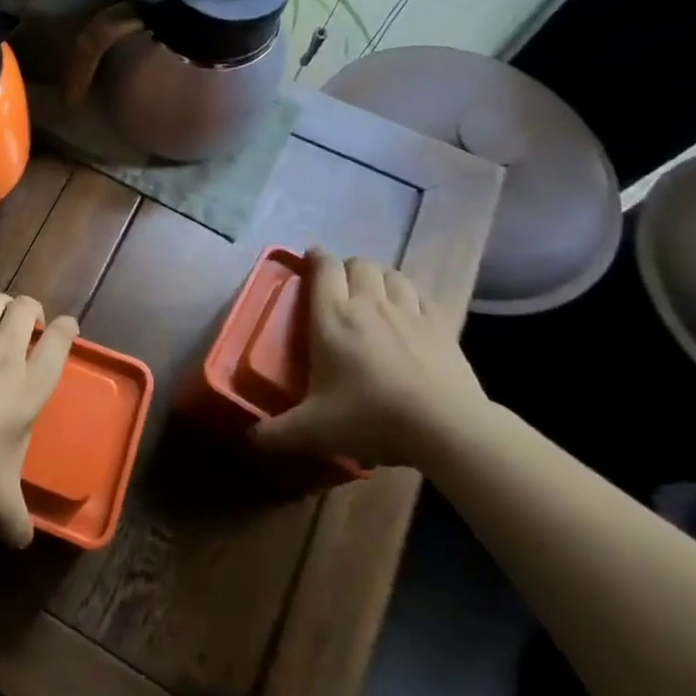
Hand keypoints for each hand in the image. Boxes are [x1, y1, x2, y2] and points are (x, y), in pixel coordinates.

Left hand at [0, 293, 78, 546]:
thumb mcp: (0, 503)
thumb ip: (17, 520)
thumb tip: (23, 543)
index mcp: (31, 388)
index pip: (58, 344)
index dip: (66, 329)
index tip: (68, 326)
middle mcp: (6, 356)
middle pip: (26, 309)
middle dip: (32, 309)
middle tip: (30, 322)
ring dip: (2, 303)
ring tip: (1, 313)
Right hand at [251, 248, 486, 467]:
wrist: (446, 427)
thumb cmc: (370, 417)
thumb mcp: (314, 430)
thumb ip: (277, 432)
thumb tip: (250, 438)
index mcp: (332, 317)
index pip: (323, 269)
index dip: (316, 258)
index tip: (310, 258)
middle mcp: (368, 304)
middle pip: (358, 264)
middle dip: (347, 267)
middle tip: (340, 285)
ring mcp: (408, 312)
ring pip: (392, 274)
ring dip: (379, 277)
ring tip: (374, 293)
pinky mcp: (442, 326)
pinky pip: (422, 296)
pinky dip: (411, 295)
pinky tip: (410, 310)